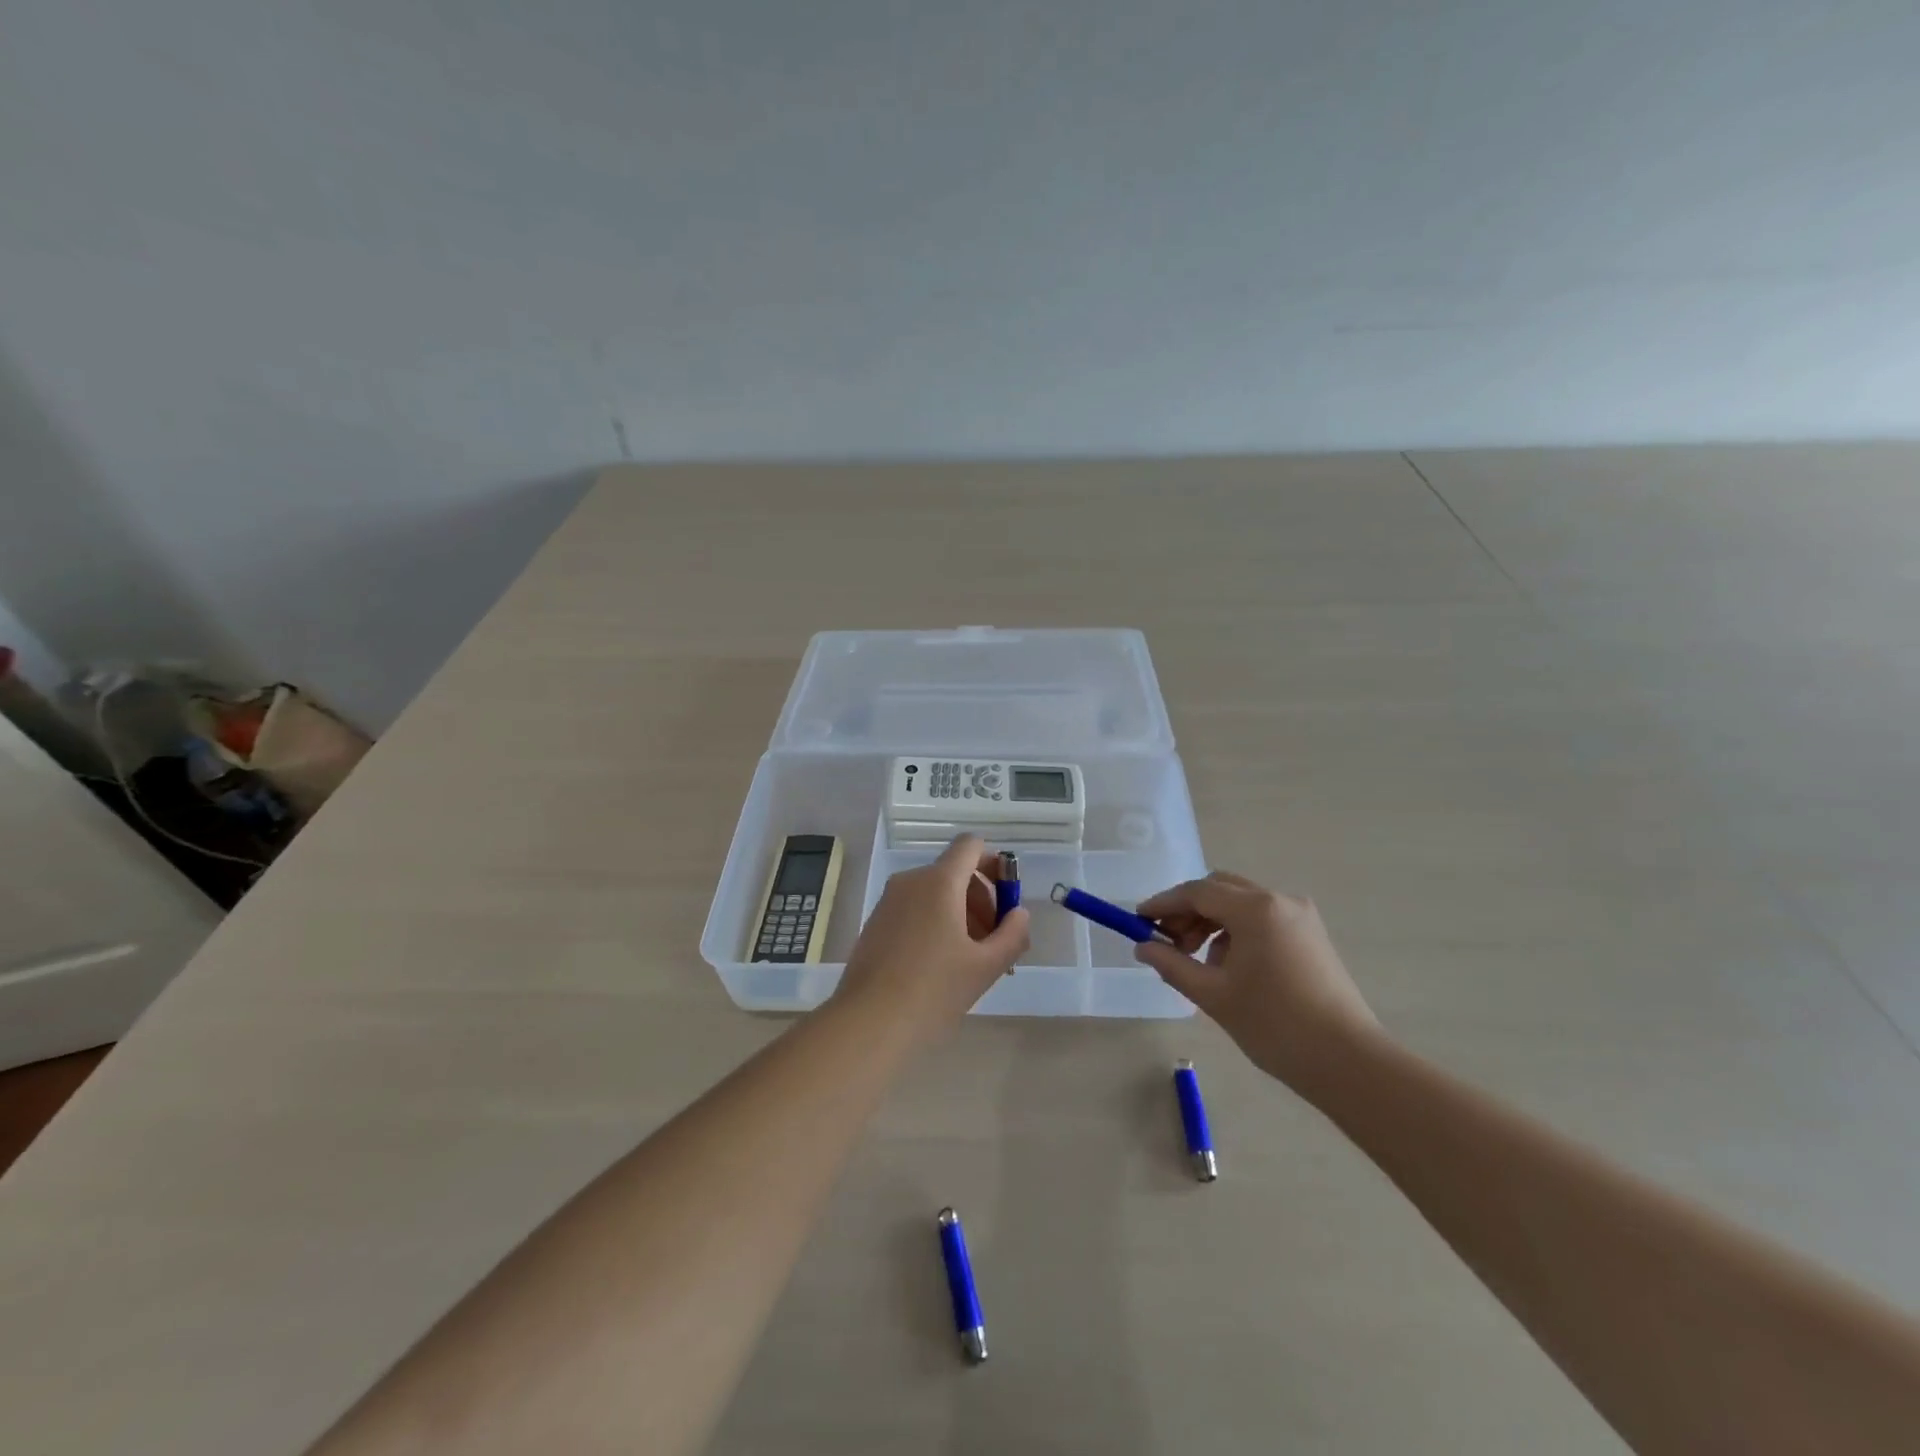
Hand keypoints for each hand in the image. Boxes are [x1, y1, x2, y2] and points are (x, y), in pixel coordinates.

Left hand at [832, 834, 1029, 1044]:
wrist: (868, 1023)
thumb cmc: (933, 991)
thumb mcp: (986, 966)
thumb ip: (1012, 934)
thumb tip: (1019, 914)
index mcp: (939, 881)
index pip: (971, 846)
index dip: (995, 864)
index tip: (1007, 900)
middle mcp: (911, 881)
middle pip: (956, 871)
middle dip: (982, 899)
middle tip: (995, 942)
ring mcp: (889, 901)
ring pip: (935, 892)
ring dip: (961, 914)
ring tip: (972, 960)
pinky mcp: (876, 922)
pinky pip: (916, 908)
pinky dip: (936, 923)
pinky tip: (942, 966)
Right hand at [1134, 872, 1381, 1100]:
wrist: (1348, 1062)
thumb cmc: (1274, 1025)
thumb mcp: (1214, 995)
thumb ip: (1172, 965)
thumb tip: (1144, 948)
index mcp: (1255, 909)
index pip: (1197, 892)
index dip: (1164, 904)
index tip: (1138, 920)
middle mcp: (1279, 901)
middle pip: (1220, 889)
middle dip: (1188, 910)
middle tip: (1166, 942)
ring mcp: (1300, 916)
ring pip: (1241, 903)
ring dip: (1211, 922)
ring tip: (1195, 960)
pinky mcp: (1311, 935)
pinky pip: (1262, 919)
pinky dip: (1236, 932)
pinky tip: (1227, 966)